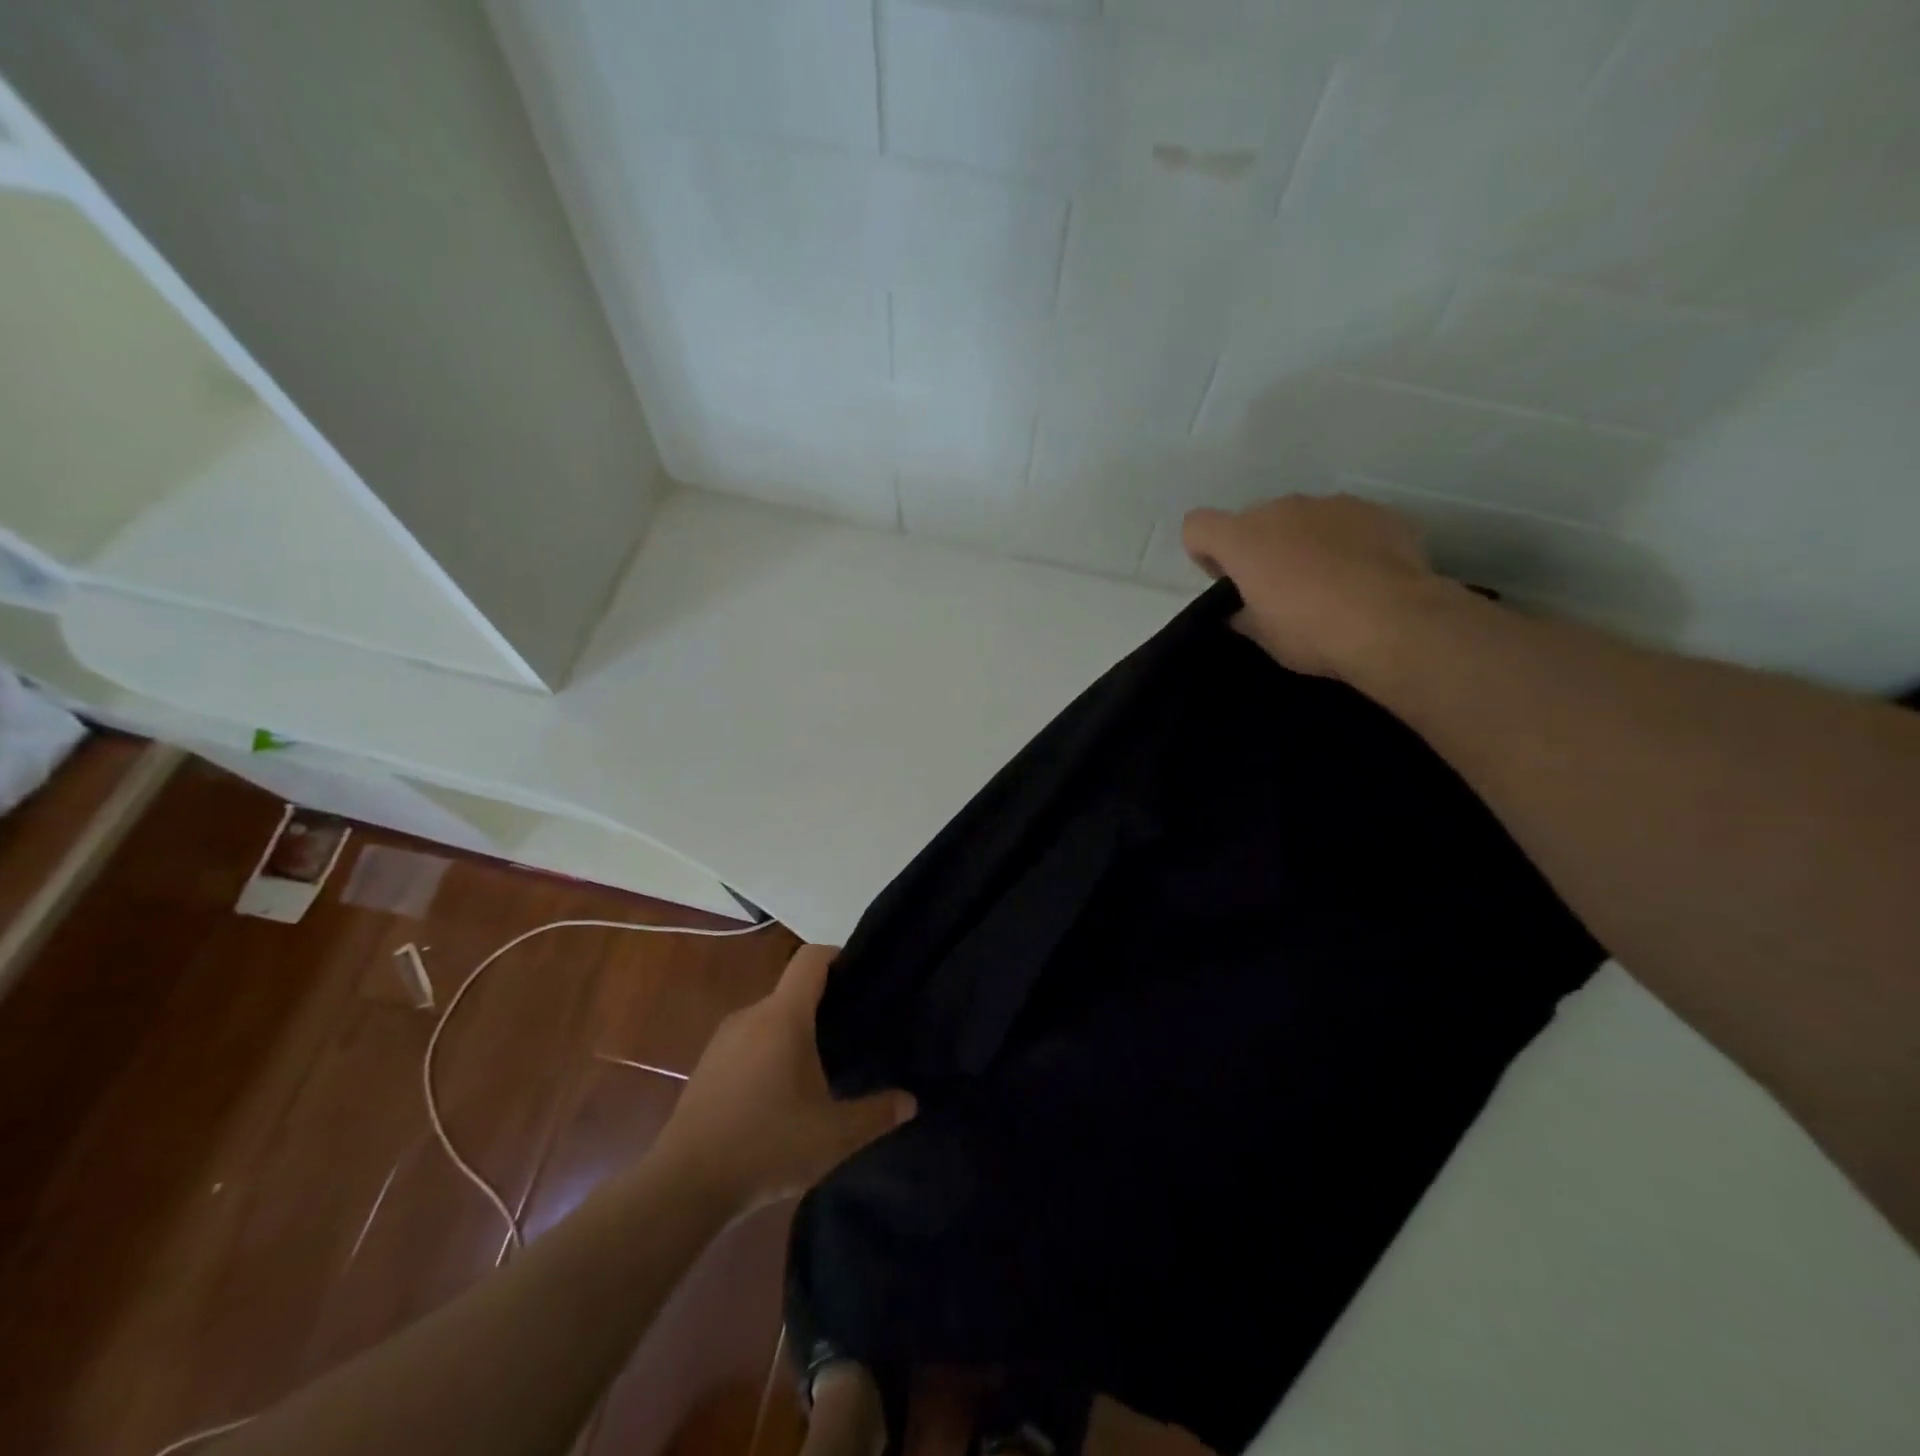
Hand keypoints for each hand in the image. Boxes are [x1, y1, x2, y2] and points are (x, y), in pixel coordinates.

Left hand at [651, 944, 915, 1211]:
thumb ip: (877, 1114)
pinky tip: (781, 1093)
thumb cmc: (766, 1146)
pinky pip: (749, 1041)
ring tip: (822, 1066)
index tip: (864, 977)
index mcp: (783, 1016)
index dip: (840, 956)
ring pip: (770, 1018)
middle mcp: (751, 1015)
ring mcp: (723, 1039)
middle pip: (794, 990)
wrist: (682, 1187)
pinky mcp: (707, 1065)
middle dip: (825, 1004)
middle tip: (855, 1033)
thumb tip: (910, 1101)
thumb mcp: (834, 1136)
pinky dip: (770, 1052)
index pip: (812, 958)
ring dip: (796, 1032)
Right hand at [1182, 494, 1457, 681]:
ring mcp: (1331, 504)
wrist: (1394, 621)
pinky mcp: (1375, 510)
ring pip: (1301, 518)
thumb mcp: (1261, 635)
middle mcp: (1282, 509)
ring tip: (1326, 581)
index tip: (1226, 580)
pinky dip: (1344, 542)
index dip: (1204, 552)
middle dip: (1258, 547)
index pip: (1197, 526)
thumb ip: (1243, 614)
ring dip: (1301, 541)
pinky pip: (1344, 522)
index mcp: (1242, 539)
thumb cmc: (1311, 630)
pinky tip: (1361, 575)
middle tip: (1278, 588)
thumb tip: (1243, 610)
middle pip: (1253, 520)